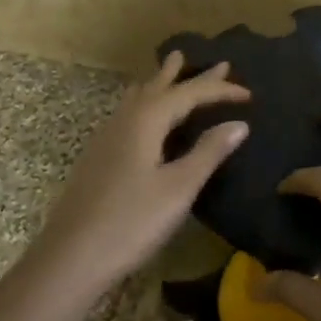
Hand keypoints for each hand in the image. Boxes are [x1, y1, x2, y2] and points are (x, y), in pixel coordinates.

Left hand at [31, 52, 249, 294]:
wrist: (71, 258)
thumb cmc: (131, 222)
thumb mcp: (178, 188)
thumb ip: (208, 152)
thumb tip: (239, 124)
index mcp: (146, 121)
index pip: (190, 94)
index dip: (220, 91)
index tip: (250, 94)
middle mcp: (124, 120)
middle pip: (161, 87)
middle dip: (189, 75)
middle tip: (216, 62)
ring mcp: (106, 137)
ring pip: (139, 97)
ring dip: (161, 83)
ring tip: (172, 69)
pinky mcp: (98, 157)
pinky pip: (128, 113)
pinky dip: (146, 103)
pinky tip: (142, 115)